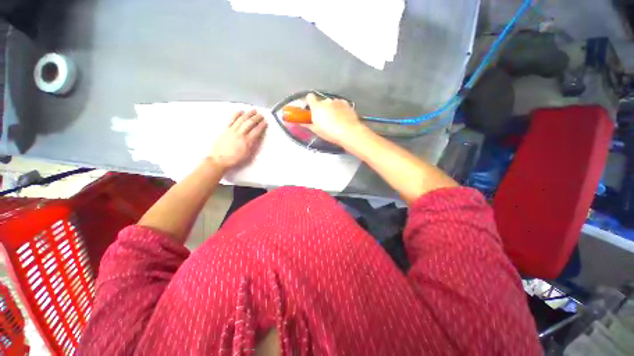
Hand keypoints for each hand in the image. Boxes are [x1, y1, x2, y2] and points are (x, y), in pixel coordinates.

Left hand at [209, 110, 266, 168]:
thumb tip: (258, 138)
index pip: (256, 131)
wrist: (220, 159)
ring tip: (253, 110)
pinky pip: (231, 120)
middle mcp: (240, 134)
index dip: (262, 125)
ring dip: (248, 114)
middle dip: (256, 118)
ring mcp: (232, 131)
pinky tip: (240, 111)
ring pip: (241, 120)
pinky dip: (236, 115)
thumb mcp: (248, 155)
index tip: (265, 122)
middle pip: (250, 123)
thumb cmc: (235, 159)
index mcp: (247, 141)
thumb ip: (253, 145)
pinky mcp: (226, 130)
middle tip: (261, 115)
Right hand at [303, 93, 364, 145]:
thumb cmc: (330, 133)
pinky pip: (340, 105)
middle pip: (322, 102)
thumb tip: (303, 123)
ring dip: (331, 109)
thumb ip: (308, 125)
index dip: (310, 102)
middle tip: (324, 119)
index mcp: (316, 107)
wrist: (349, 132)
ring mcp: (337, 101)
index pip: (309, 97)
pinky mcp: (346, 103)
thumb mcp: (317, 131)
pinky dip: (340, 109)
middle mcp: (326, 101)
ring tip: (335, 120)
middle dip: (322, 108)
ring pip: (331, 103)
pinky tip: (342, 118)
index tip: (311, 109)